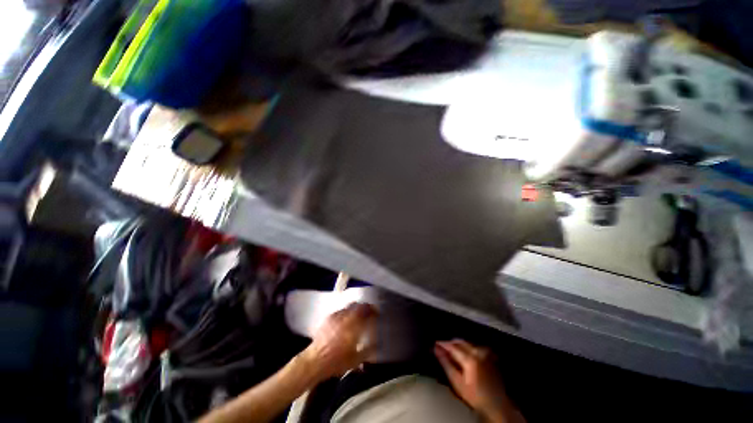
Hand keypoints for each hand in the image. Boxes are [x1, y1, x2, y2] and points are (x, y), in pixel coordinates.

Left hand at [301, 303, 376, 380]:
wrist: (314, 361)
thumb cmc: (336, 362)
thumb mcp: (355, 360)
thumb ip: (367, 350)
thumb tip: (376, 344)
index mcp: (354, 326)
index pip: (366, 312)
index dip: (373, 311)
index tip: (376, 313)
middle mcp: (346, 318)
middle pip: (358, 306)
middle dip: (365, 307)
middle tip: (369, 312)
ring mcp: (336, 316)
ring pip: (349, 306)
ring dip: (356, 308)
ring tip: (358, 314)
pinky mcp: (329, 318)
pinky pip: (341, 310)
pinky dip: (346, 311)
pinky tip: (346, 318)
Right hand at [435, 340, 521, 421]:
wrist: (497, 405)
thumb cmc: (475, 397)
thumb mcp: (457, 382)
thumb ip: (446, 363)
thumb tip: (436, 350)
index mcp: (470, 358)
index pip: (452, 346)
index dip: (442, 344)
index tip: (434, 344)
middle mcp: (478, 352)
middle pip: (460, 342)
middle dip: (450, 343)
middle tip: (441, 347)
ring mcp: (486, 353)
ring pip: (467, 343)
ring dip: (458, 344)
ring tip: (451, 351)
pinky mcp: (490, 356)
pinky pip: (475, 346)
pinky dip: (467, 347)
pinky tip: (464, 353)